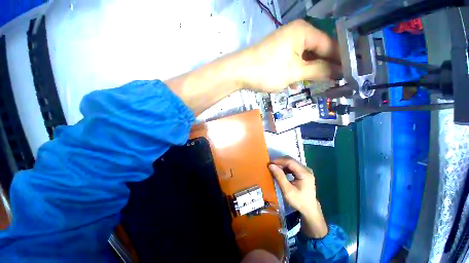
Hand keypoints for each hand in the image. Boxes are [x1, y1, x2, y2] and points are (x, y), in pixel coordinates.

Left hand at [241, 19, 340, 91]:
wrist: (240, 73)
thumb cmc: (267, 71)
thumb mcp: (295, 72)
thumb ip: (318, 71)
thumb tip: (339, 72)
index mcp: (304, 32)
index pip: (330, 45)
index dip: (340, 60)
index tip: (349, 73)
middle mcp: (296, 35)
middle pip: (317, 51)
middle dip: (324, 67)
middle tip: (335, 81)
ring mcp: (285, 45)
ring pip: (304, 59)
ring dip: (309, 72)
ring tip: (317, 84)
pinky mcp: (278, 55)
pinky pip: (293, 63)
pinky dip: (296, 73)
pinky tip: (295, 84)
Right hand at [268, 156, 327, 237]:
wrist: (309, 209)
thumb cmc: (299, 201)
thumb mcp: (288, 190)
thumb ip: (280, 177)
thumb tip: (271, 165)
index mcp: (304, 173)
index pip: (290, 161)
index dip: (279, 161)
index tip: (269, 163)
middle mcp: (306, 169)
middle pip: (291, 160)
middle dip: (280, 162)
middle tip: (271, 166)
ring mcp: (305, 170)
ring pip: (291, 162)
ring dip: (282, 164)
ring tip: (274, 168)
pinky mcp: (303, 173)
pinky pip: (292, 166)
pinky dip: (285, 167)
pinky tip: (280, 172)